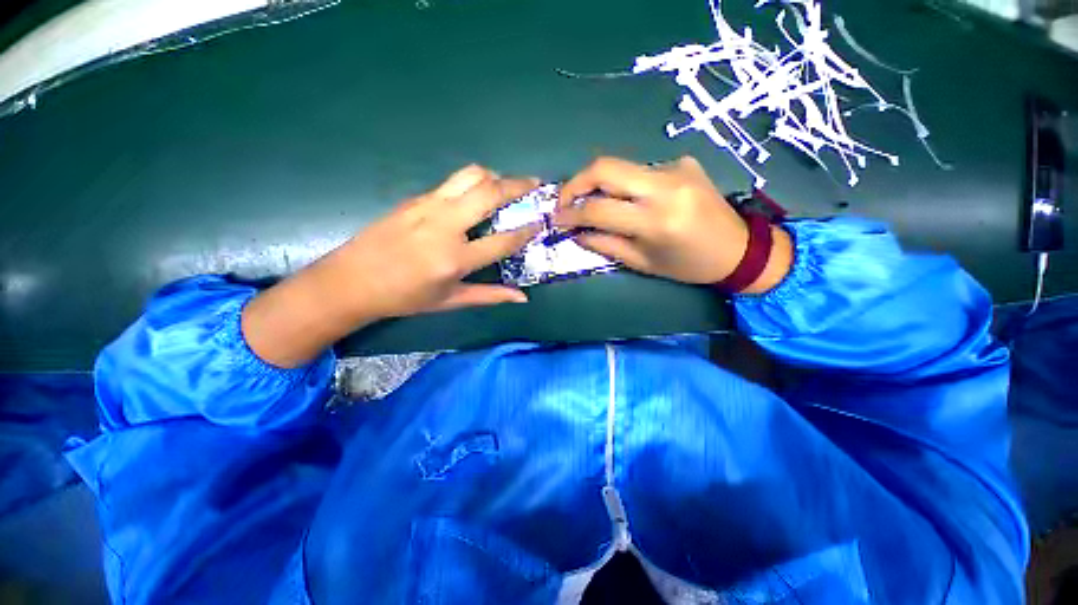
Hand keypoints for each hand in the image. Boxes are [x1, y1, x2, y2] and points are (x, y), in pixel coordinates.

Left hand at [334, 165, 541, 318]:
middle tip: (535, 184)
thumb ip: (490, 295)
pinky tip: (476, 196)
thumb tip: (522, 297)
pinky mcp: (415, 198)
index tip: (542, 222)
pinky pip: (452, 183)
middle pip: (489, 193)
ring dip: (495, 176)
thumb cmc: (404, 297)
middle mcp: (444, 226)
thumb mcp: (450, 301)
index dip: (527, 231)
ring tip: (507, 185)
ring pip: (470, 176)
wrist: (351, 280)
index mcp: (455, 259)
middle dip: (518, 185)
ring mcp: (428, 206)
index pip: (503, 240)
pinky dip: (473, 183)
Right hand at [554, 156, 791, 293]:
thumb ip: (605, 244)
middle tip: (565, 201)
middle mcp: (665, 186)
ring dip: (600, 185)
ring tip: (594, 205)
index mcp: (656, 221)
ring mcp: (676, 167)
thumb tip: (576, 232)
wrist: (739, 248)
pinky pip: (641, 171)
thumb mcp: (642, 263)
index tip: (556, 219)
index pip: (598, 208)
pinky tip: (633, 201)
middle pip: (605, 167)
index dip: (570, 213)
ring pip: (621, 168)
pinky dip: (627, 185)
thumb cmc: (688, 265)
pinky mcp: (683, 161)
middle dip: (575, 182)